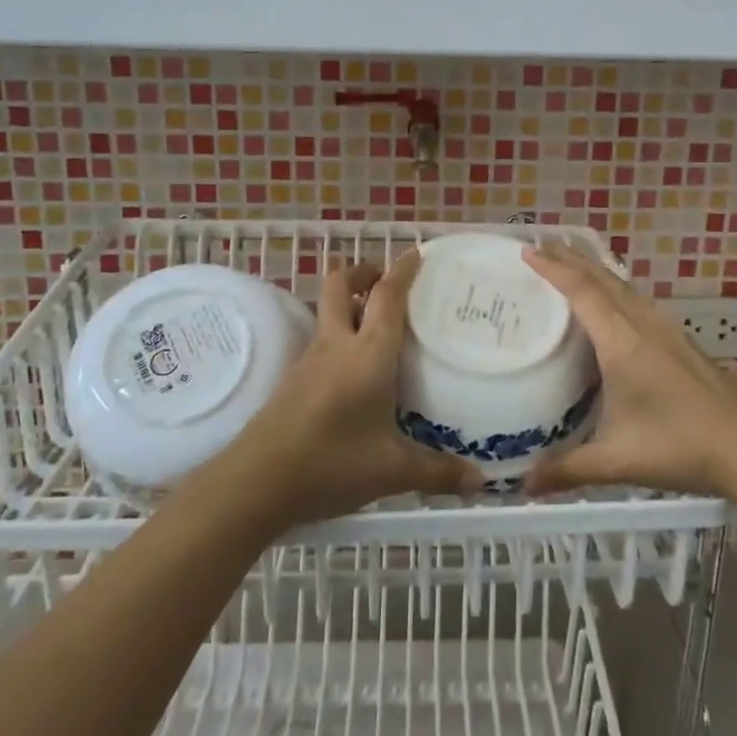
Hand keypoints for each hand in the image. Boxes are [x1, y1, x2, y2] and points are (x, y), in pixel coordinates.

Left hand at [217, 253, 481, 528]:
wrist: (256, 482)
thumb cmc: (331, 463)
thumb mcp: (392, 471)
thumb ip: (438, 473)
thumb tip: (480, 482)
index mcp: (368, 353)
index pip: (387, 296)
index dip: (403, 271)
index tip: (417, 253)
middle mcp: (337, 345)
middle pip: (341, 285)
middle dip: (363, 272)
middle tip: (386, 281)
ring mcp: (309, 360)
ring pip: (327, 311)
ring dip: (348, 302)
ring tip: (376, 322)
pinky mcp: (293, 379)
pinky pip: (320, 340)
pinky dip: (339, 335)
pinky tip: (354, 367)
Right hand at [520, 244, 736, 500]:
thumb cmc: (680, 447)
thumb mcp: (617, 460)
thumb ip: (568, 470)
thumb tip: (523, 486)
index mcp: (623, 343)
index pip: (583, 292)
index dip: (554, 269)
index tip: (527, 251)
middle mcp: (644, 326)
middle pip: (604, 279)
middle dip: (571, 258)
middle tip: (541, 245)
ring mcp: (667, 331)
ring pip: (624, 287)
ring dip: (595, 270)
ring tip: (571, 263)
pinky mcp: (681, 343)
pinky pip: (638, 301)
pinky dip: (615, 288)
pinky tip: (614, 302)